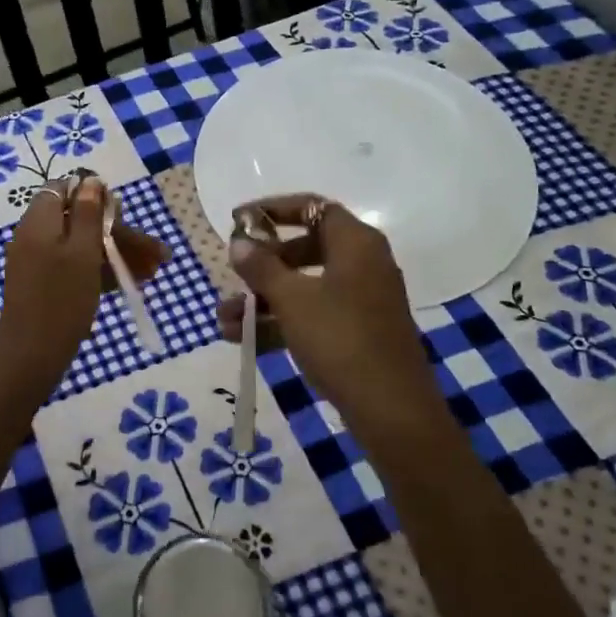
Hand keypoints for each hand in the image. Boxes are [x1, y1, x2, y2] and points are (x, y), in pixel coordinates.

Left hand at [0, 177, 168, 402]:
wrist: (31, 356)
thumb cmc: (61, 300)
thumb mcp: (81, 252)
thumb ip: (87, 214)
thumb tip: (90, 180)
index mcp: (40, 221)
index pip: (64, 189)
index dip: (95, 195)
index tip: (123, 213)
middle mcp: (36, 236)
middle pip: (81, 220)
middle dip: (119, 234)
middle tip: (156, 253)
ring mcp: (39, 262)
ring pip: (83, 246)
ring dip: (117, 254)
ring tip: (152, 272)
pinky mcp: (45, 285)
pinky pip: (76, 267)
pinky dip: (102, 271)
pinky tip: (131, 283)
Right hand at [215, 194, 438, 428]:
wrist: (391, 410)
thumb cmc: (339, 338)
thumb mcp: (292, 300)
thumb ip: (261, 267)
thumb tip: (239, 243)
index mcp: (355, 243)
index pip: (313, 207)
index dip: (274, 209)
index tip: (240, 219)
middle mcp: (363, 263)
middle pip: (306, 247)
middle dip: (264, 263)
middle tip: (235, 271)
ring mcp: (362, 300)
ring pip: (306, 286)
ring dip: (264, 299)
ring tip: (224, 318)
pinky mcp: (358, 332)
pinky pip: (314, 314)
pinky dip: (282, 321)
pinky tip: (243, 339)